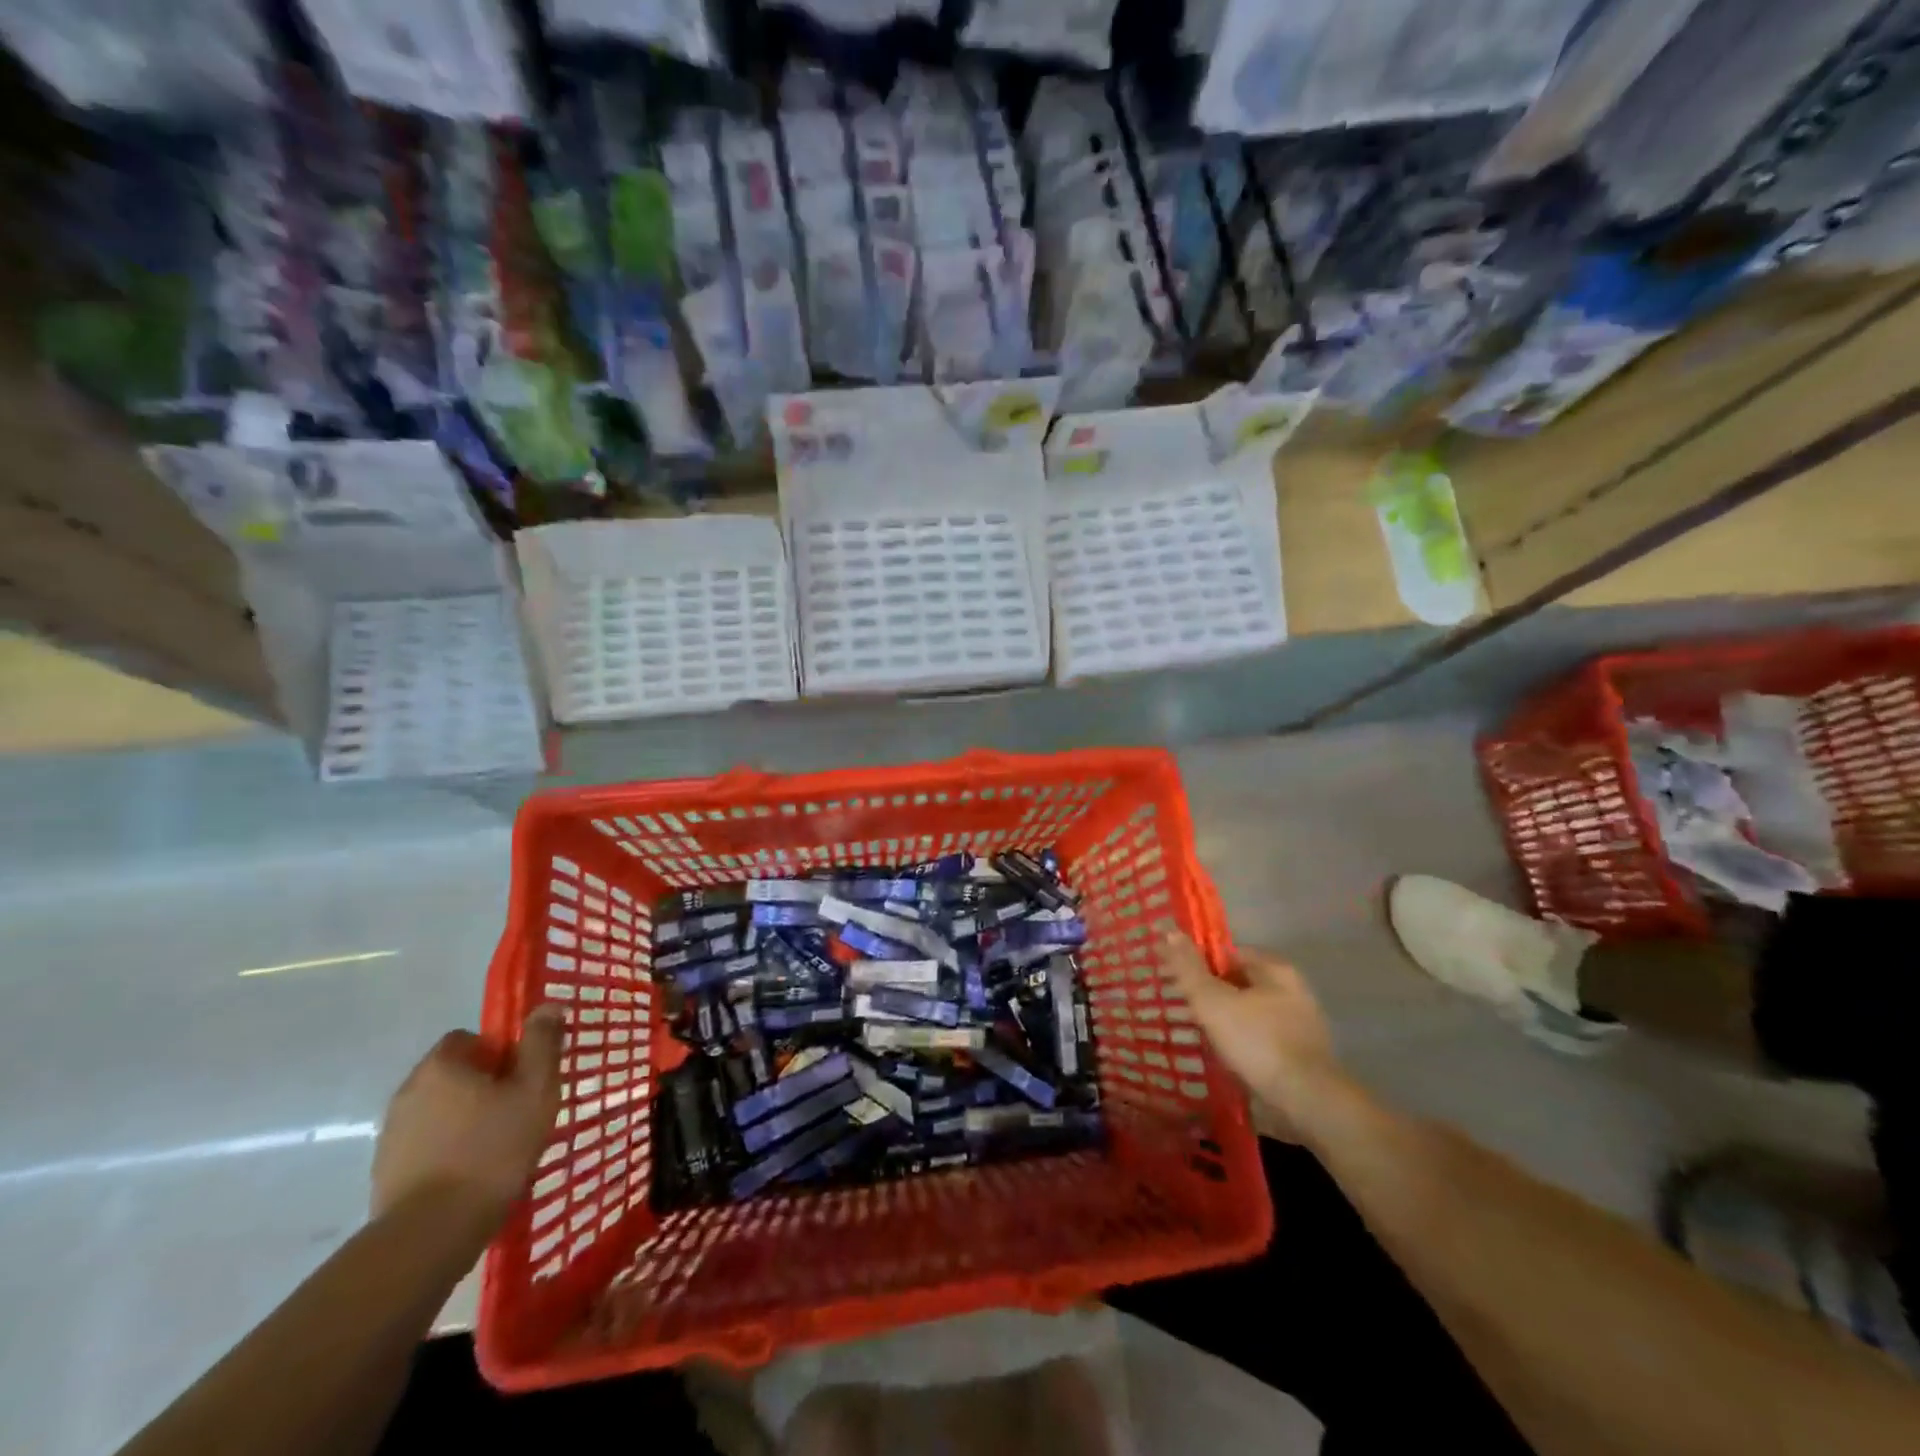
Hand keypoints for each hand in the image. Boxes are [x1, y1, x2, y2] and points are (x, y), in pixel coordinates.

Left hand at [371, 1007, 564, 1223]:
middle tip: (517, 1112)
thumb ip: (542, 1044)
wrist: (430, 1234)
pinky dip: (448, 1152)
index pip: (469, 1039)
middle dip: (484, 1088)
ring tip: (497, 1149)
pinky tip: (472, 1175)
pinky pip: (426, 1146)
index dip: (500, 1053)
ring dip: (465, 1120)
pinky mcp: (386, 1173)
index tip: (522, 1079)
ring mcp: (391, 1135)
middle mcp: (408, 1092)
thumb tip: (547, 1005)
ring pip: (440, 1112)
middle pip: (454, 1075)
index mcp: (441, 1066)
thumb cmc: (492, 1150)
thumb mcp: (535, 1090)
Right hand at [1161, 932, 1340, 1127]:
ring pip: (1250, 1015)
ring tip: (1198, 1038)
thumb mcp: (1212, 1001)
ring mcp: (1300, 1026)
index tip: (1178, 982)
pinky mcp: (1301, 1057)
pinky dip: (1242, 1047)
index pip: (1228, 954)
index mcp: (1275, 969)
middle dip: (1213, 996)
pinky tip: (1223, 1060)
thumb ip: (1188, 968)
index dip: (1200, 965)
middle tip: (1183, 1010)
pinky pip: (1261, 1042)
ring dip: (1227, 1024)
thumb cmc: (1257, 1041)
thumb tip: (1168, 930)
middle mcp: (1293, 991)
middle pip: (1240, 985)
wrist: (1307, 1102)